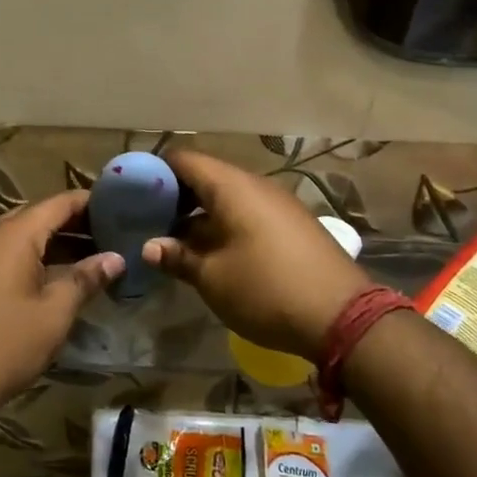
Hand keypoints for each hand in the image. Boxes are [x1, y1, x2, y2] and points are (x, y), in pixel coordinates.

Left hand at [0, 191, 122, 427]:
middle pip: (38, 217)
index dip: (92, 202)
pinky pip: (4, 255)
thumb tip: (115, 258)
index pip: (59, 202)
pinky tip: (52, 279)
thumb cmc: (4, 345)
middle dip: (75, 224)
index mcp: (13, 234)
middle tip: (111, 237)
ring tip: (90, 259)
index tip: (121, 209)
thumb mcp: (54, 313)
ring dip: (54, 244)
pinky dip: (31, 259)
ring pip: (20, 237)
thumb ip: (86, 279)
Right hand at [144, 151, 371, 361]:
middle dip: (175, 196)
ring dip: (199, 214)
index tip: (133, 193)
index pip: (184, 159)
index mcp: (232, 187)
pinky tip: (211, 252)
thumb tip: (150, 246)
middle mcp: (255, 185)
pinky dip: (224, 224)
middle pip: (206, 176)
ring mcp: (278, 204)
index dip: (156, 171)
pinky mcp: (291, 225)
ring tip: (174, 241)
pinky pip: (248, 212)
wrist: (343, 317)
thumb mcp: (213, 277)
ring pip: (227, 197)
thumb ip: (178, 256)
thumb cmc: (266, 290)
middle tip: (148, 222)